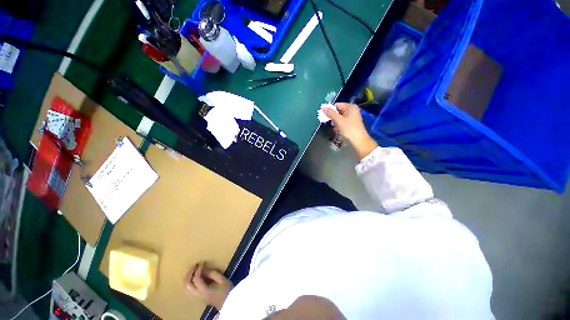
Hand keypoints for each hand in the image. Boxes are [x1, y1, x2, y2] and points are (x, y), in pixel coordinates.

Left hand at [184, 262, 232, 309]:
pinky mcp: (198, 297)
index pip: (196, 279)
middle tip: (195, 265)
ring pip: (186, 288)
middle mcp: (198, 295)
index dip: (198, 269)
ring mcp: (197, 297)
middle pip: (187, 284)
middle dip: (189, 273)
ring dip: (187, 277)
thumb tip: (205, 270)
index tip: (202, 262)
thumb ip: (213, 274)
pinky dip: (189, 281)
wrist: (228, 303)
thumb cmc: (227, 291)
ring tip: (193, 269)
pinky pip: (189, 289)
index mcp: (204, 291)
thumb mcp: (223, 280)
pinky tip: (194, 276)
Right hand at [322, 103, 377, 158]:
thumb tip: (323, 107)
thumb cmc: (349, 128)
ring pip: (339, 118)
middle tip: (333, 124)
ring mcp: (352, 117)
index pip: (337, 105)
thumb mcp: (338, 120)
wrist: (358, 140)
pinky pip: (342, 122)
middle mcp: (352, 110)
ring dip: (336, 123)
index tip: (326, 117)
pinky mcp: (351, 123)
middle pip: (338, 111)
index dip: (330, 110)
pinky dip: (339, 126)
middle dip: (333, 118)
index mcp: (350, 107)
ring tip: (337, 128)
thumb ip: (330, 113)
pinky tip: (339, 130)